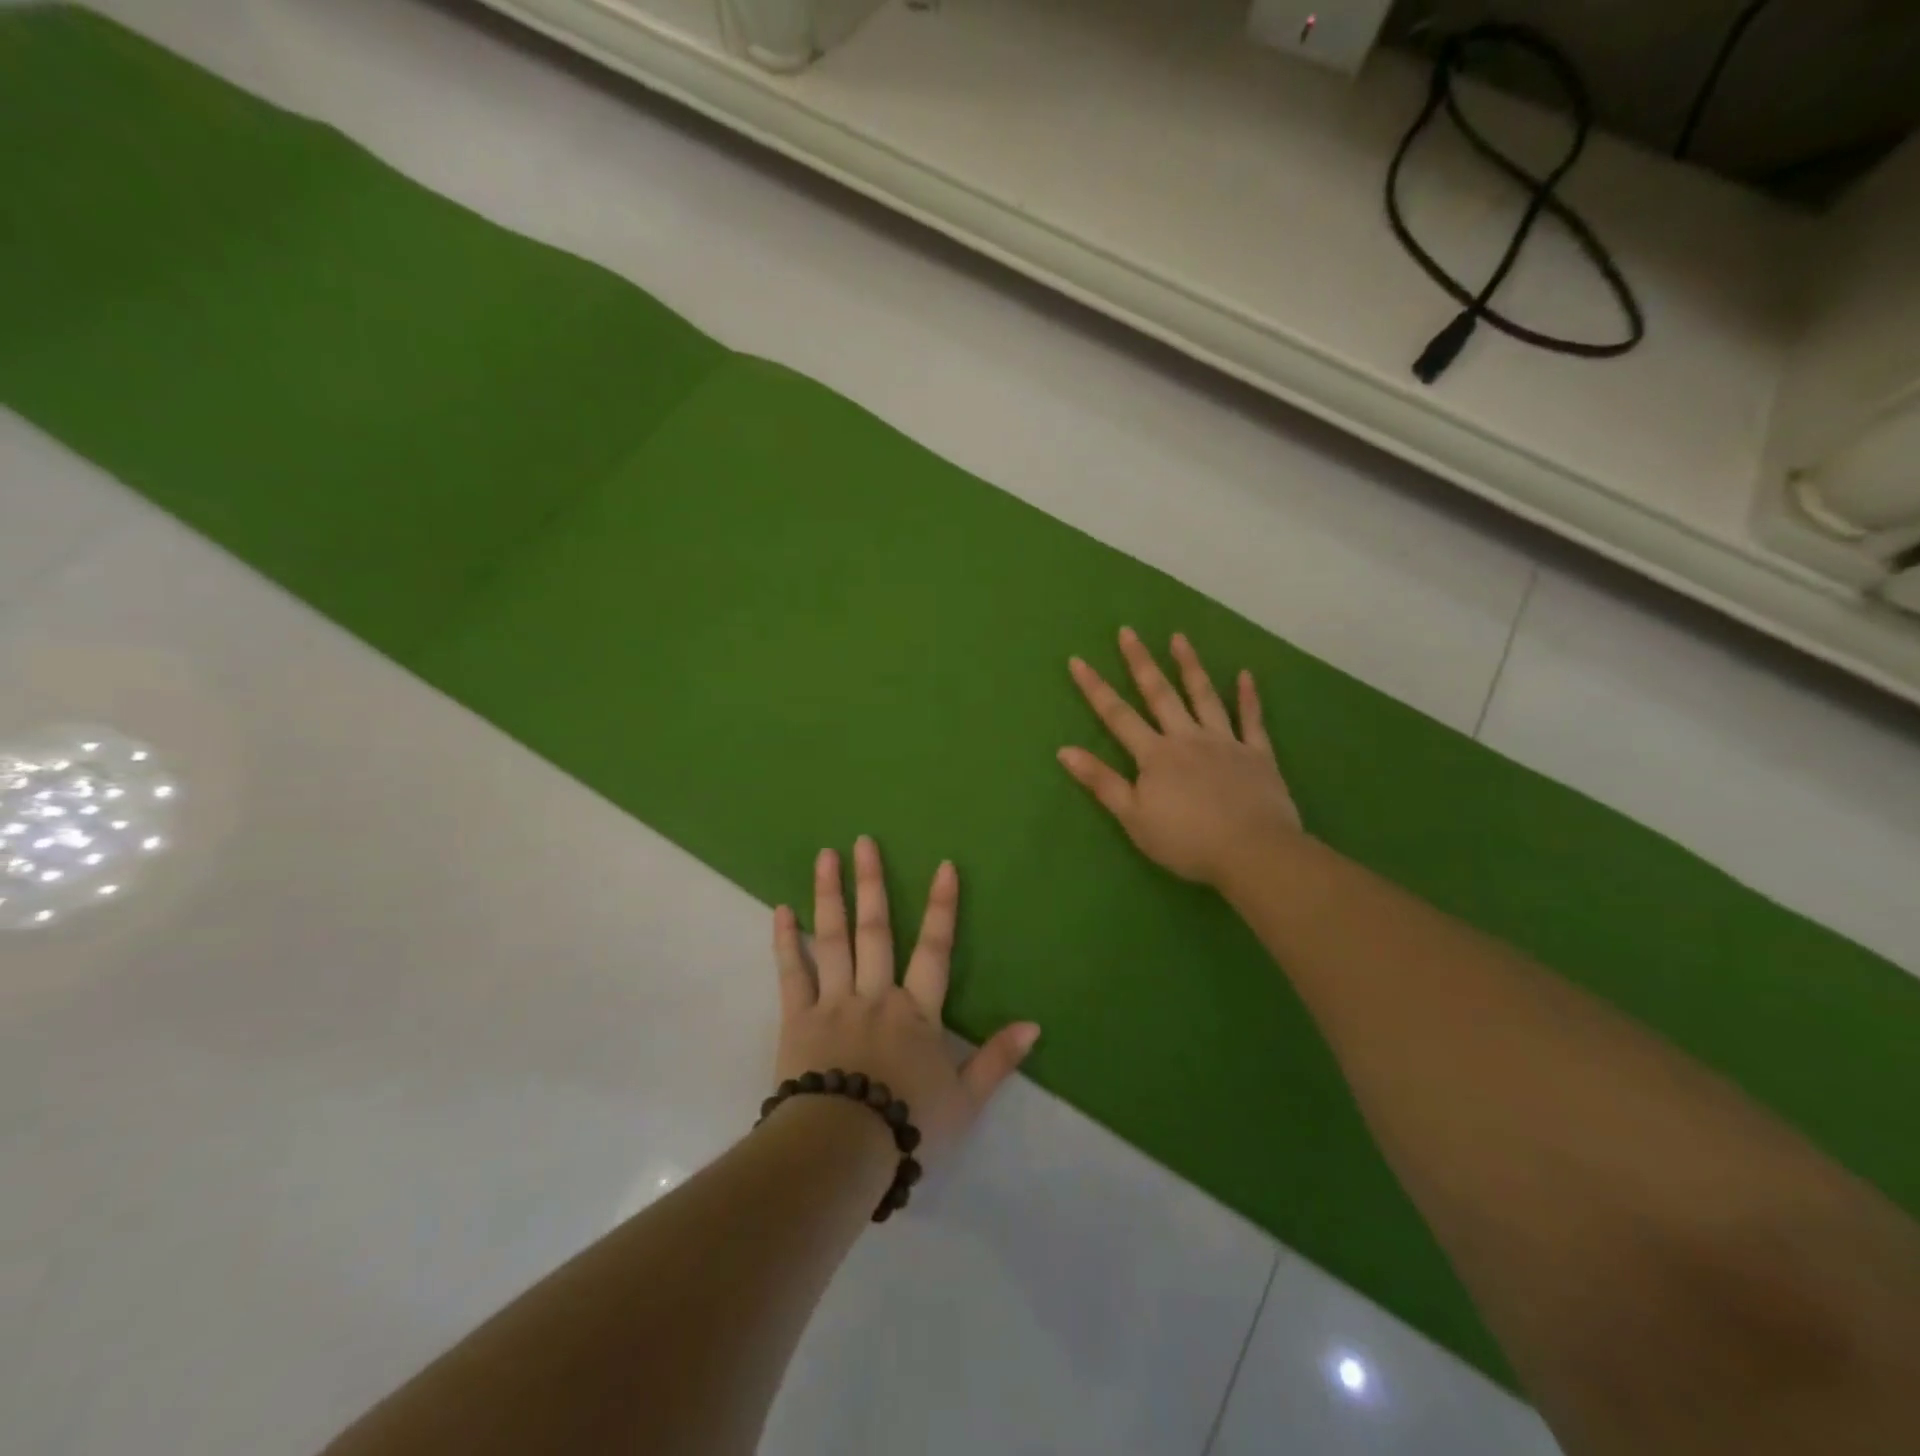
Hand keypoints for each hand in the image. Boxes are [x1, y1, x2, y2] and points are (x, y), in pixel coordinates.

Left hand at [773, 837, 1039, 1164]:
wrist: (843, 1152)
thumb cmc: (908, 1126)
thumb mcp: (964, 1100)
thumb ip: (997, 1060)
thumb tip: (1035, 1025)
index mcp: (917, 1012)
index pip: (935, 950)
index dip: (942, 907)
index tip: (944, 865)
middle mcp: (876, 995)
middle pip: (876, 930)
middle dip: (871, 883)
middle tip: (863, 840)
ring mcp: (834, 1003)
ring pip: (833, 940)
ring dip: (829, 896)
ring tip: (825, 855)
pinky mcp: (797, 1020)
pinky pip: (791, 973)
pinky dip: (785, 941)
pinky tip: (780, 909)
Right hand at [1059, 628, 1301, 887]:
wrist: (1253, 852)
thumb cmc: (1187, 840)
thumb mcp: (1133, 817)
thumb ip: (1102, 782)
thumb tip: (1064, 750)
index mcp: (1155, 755)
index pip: (1117, 715)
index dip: (1095, 688)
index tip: (1077, 660)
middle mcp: (1187, 738)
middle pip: (1160, 694)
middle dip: (1140, 662)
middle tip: (1128, 631)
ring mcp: (1225, 742)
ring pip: (1204, 696)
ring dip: (1190, 666)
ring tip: (1179, 637)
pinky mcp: (1257, 754)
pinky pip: (1252, 719)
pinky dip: (1248, 696)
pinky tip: (1246, 674)